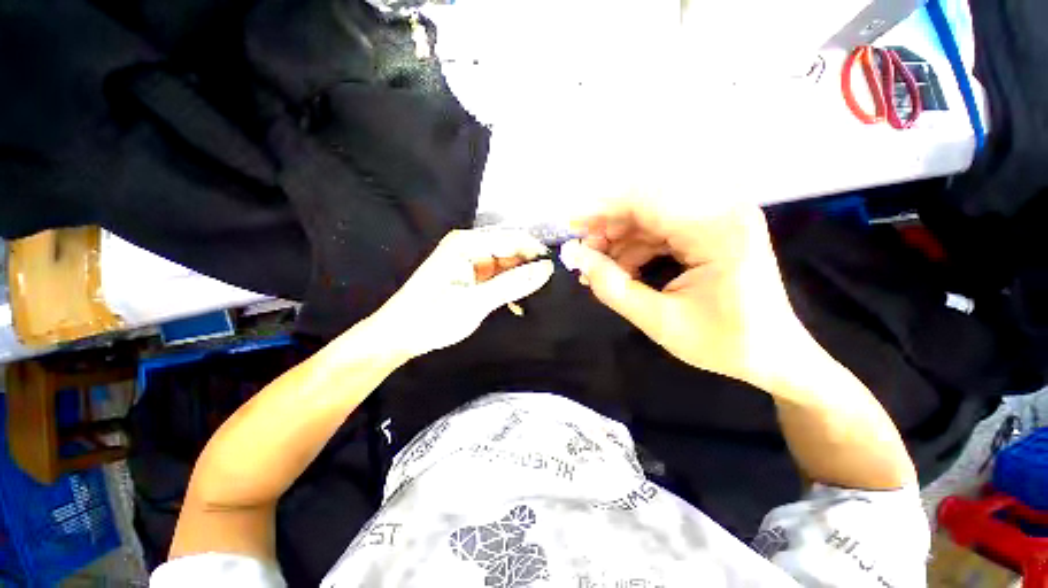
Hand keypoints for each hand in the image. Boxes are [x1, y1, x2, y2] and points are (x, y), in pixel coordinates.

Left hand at [366, 228, 554, 359]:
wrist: (399, 335)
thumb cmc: (433, 316)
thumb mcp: (477, 301)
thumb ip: (513, 284)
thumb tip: (546, 269)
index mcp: (467, 243)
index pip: (512, 239)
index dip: (536, 252)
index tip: (557, 270)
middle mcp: (469, 246)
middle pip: (510, 250)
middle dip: (529, 267)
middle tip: (549, 287)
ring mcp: (470, 262)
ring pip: (506, 265)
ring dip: (520, 280)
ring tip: (536, 298)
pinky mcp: (470, 277)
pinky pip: (498, 277)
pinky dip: (509, 289)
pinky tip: (517, 305)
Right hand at [561, 198, 811, 391]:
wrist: (773, 356)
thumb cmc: (724, 343)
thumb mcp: (660, 321)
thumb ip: (613, 287)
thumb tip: (575, 257)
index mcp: (717, 231)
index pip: (646, 203)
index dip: (602, 211)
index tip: (570, 226)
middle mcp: (720, 213)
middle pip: (647, 207)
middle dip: (607, 229)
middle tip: (581, 254)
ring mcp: (717, 222)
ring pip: (650, 220)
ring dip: (618, 242)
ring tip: (596, 269)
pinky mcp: (710, 234)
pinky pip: (660, 233)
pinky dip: (635, 250)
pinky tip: (619, 270)